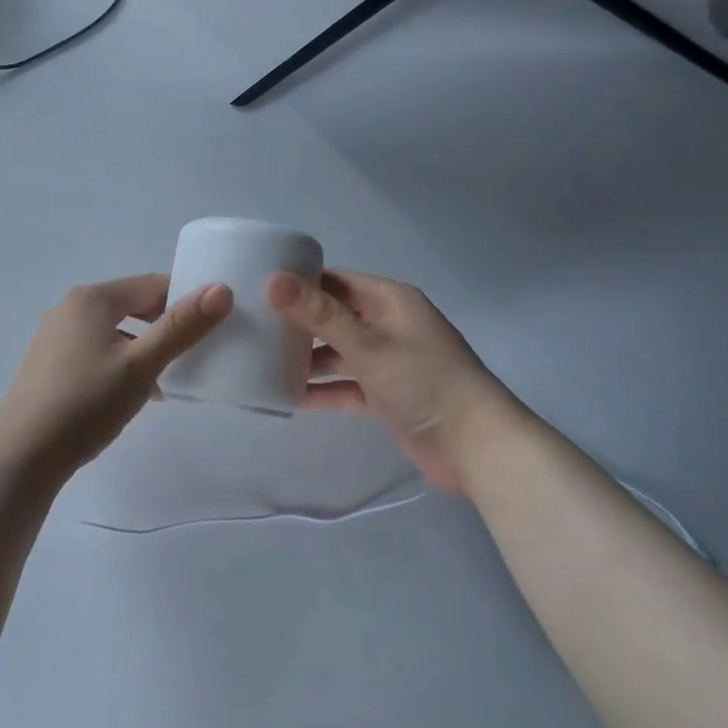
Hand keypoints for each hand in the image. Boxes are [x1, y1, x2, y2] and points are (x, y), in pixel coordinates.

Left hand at [0, 274, 233, 480]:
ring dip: (144, 347)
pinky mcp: (49, 364)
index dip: (186, 299)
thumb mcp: (141, 366)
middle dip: (165, 325)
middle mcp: (70, 308)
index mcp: (92, 298)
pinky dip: (120, 363)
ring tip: (168, 377)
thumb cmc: (86, 404)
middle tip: (194, 351)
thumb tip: (222, 289)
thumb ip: (182, 327)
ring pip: (114, 331)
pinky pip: (96, 350)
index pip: (152, 285)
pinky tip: (133, 394)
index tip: (214, 323)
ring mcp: (55, 336)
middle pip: (131, 305)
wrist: (23, 454)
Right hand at [268, 269, 518, 494]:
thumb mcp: (368, 345)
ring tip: (261, 363)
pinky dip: (323, 390)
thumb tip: (273, 280)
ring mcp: (388, 361)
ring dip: (307, 359)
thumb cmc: (424, 383)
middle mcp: (389, 325)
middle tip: (252, 328)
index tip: (256, 290)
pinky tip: (288, 397)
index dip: (299, 283)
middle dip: (298, 324)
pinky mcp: (386, 395)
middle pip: (334, 317)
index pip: (335, 281)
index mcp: (391, 300)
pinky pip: (347, 385)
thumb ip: (320, 315)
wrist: (476, 447)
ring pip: (338, 353)